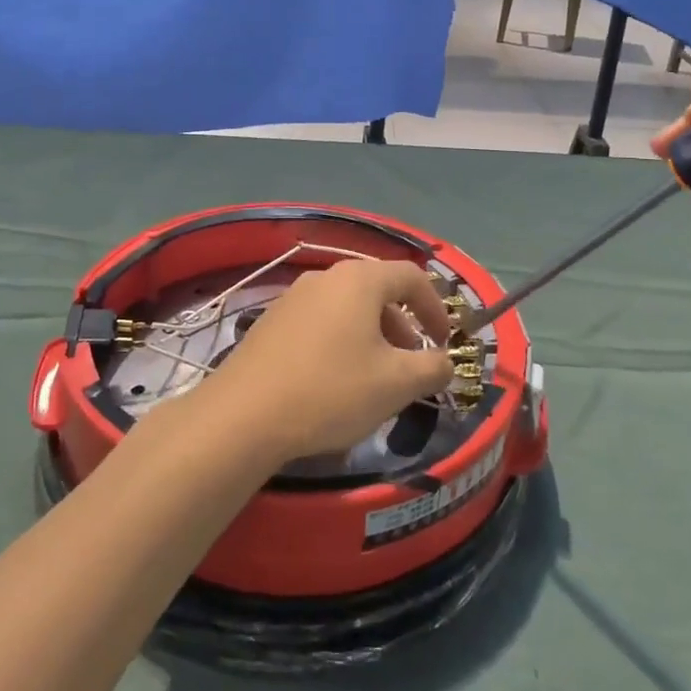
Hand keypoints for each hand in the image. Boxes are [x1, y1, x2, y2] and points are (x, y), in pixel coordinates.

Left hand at [200, 258, 453, 463]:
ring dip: (372, 335)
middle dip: (404, 325)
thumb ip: (433, 367)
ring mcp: (293, 297)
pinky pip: (320, 322)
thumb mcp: (396, 384)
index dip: (436, 307)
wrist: (244, 414)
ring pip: (347, 308)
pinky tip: (336, 380)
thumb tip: (445, 361)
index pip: (411, 276)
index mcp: (358, 280)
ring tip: (377, 376)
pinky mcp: (271, 322)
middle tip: (413, 363)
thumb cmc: (331, 390)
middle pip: (377, 290)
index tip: (446, 341)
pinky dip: (342, 341)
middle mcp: (325, 277)